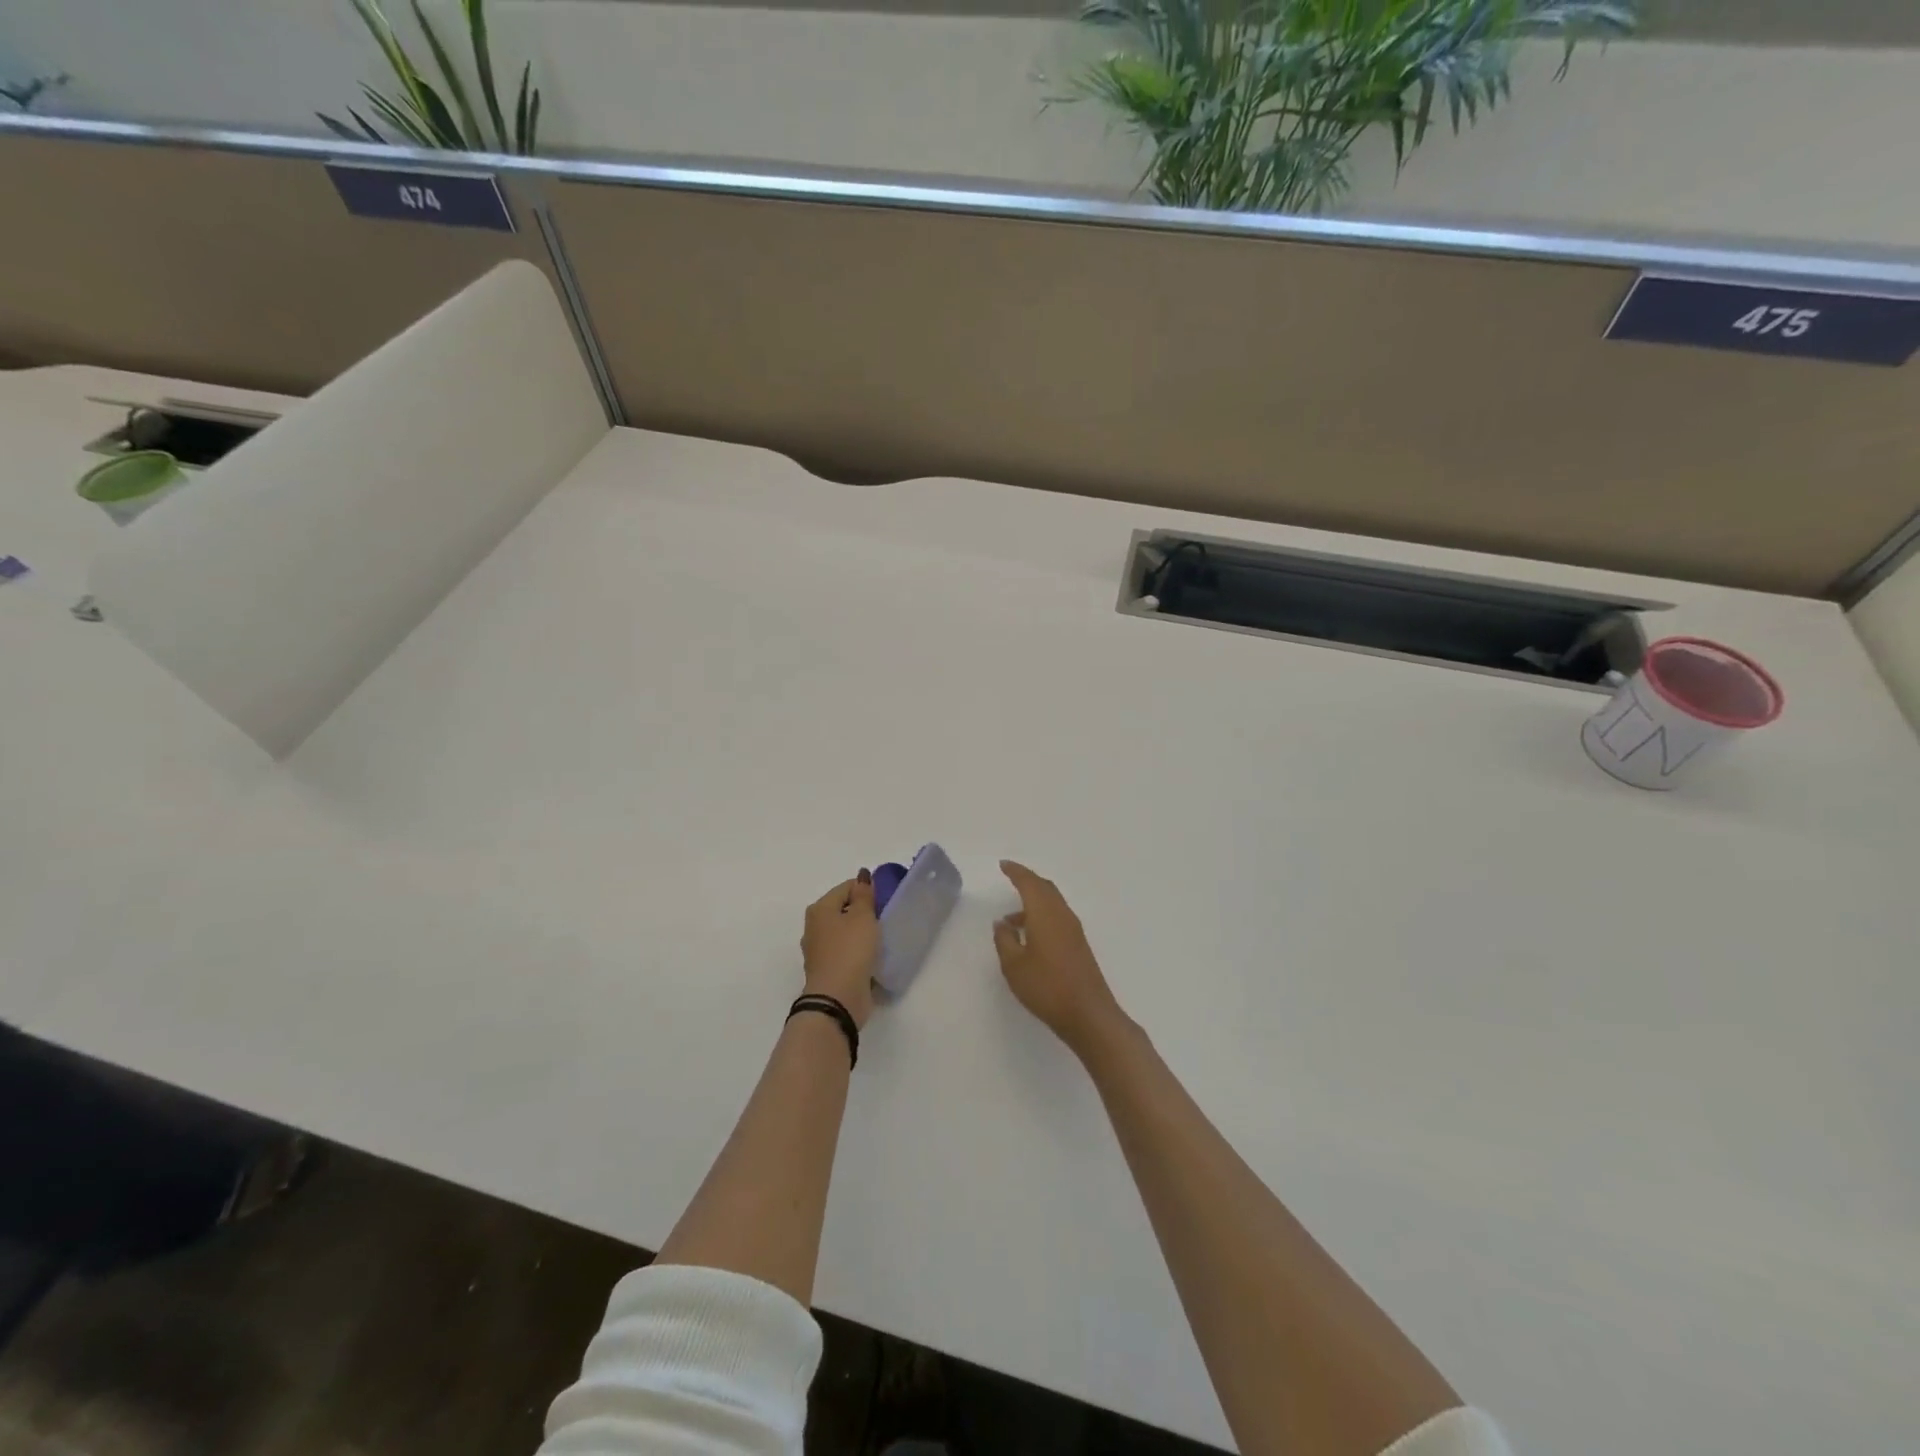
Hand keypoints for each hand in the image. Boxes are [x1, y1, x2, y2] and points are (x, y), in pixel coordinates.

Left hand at [801, 871, 879, 1027]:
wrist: (837, 999)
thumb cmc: (850, 951)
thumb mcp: (862, 917)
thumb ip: (864, 895)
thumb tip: (862, 875)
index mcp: (819, 909)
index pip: (846, 887)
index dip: (867, 890)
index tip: (885, 902)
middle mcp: (814, 927)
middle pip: (843, 909)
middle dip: (864, 912)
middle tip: (885, 920)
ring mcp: (819, 950)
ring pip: (844, 932)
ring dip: (861, 934)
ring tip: (881, 939)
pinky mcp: (828, 970)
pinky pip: (846, 952)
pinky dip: (857, 952)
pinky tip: (872, 958)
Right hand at [993, 861, 1125, 1055]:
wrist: (1088, 1014)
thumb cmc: (1046, 987)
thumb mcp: (1014, 965)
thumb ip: (1005, 940)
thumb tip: (1002, 923)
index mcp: (1045, 913)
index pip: (1029, 883)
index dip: (1016, 872)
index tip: (1003, 865)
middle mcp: (1062, 915)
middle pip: (1045, 888)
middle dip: (1027, 881)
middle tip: (1010, 879)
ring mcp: (1073, 930)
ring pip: (1052, 903)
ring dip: (1033, 902)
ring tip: (1010, 920)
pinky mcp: (1078, 945)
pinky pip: (1057, 917)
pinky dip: (1041, 916)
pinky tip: (1029, 936)